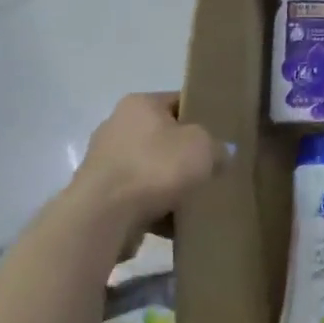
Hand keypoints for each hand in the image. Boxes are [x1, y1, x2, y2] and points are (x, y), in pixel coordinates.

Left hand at [74, 92, 224, 230]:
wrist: (104, 216)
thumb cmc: (156, 167)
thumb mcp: (204, 148)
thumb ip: (219, 147)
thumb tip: (221, 154)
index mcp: (139, 105)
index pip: (179, 102)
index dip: (204, 116)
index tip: (222, 135)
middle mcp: (117, 127)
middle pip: (164, 138)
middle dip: (186, 154)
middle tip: (212, 167)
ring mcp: (105, 163)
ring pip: (152, 169)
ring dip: (171, 183)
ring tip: (197, 198)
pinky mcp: (101, 196)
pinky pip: (139, 197)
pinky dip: (157, 207)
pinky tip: (177, 221)